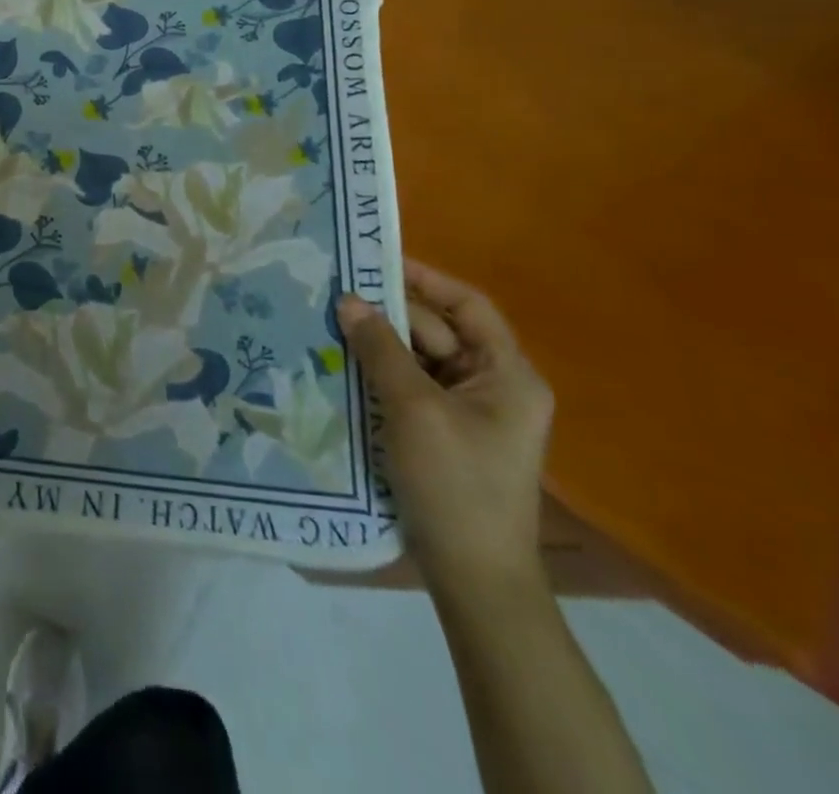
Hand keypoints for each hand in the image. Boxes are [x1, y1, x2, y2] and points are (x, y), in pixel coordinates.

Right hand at [336, 261, 552, 603]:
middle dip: (389, 314)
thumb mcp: (414, 409)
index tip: (375, 261)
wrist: (474, 578)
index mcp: (507, 375)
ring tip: (330, 323)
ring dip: (379, 344)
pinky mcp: (443, 433)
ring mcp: (468, 412)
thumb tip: (348, 299)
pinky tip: (342, 364)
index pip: (468, 306)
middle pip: (437, 332)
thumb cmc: (455, 484)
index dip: (425, 279)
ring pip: (419, 360)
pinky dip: (380, 374)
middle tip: (336, 295)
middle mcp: (493, 386)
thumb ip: (381, 348)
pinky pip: (410, 387)